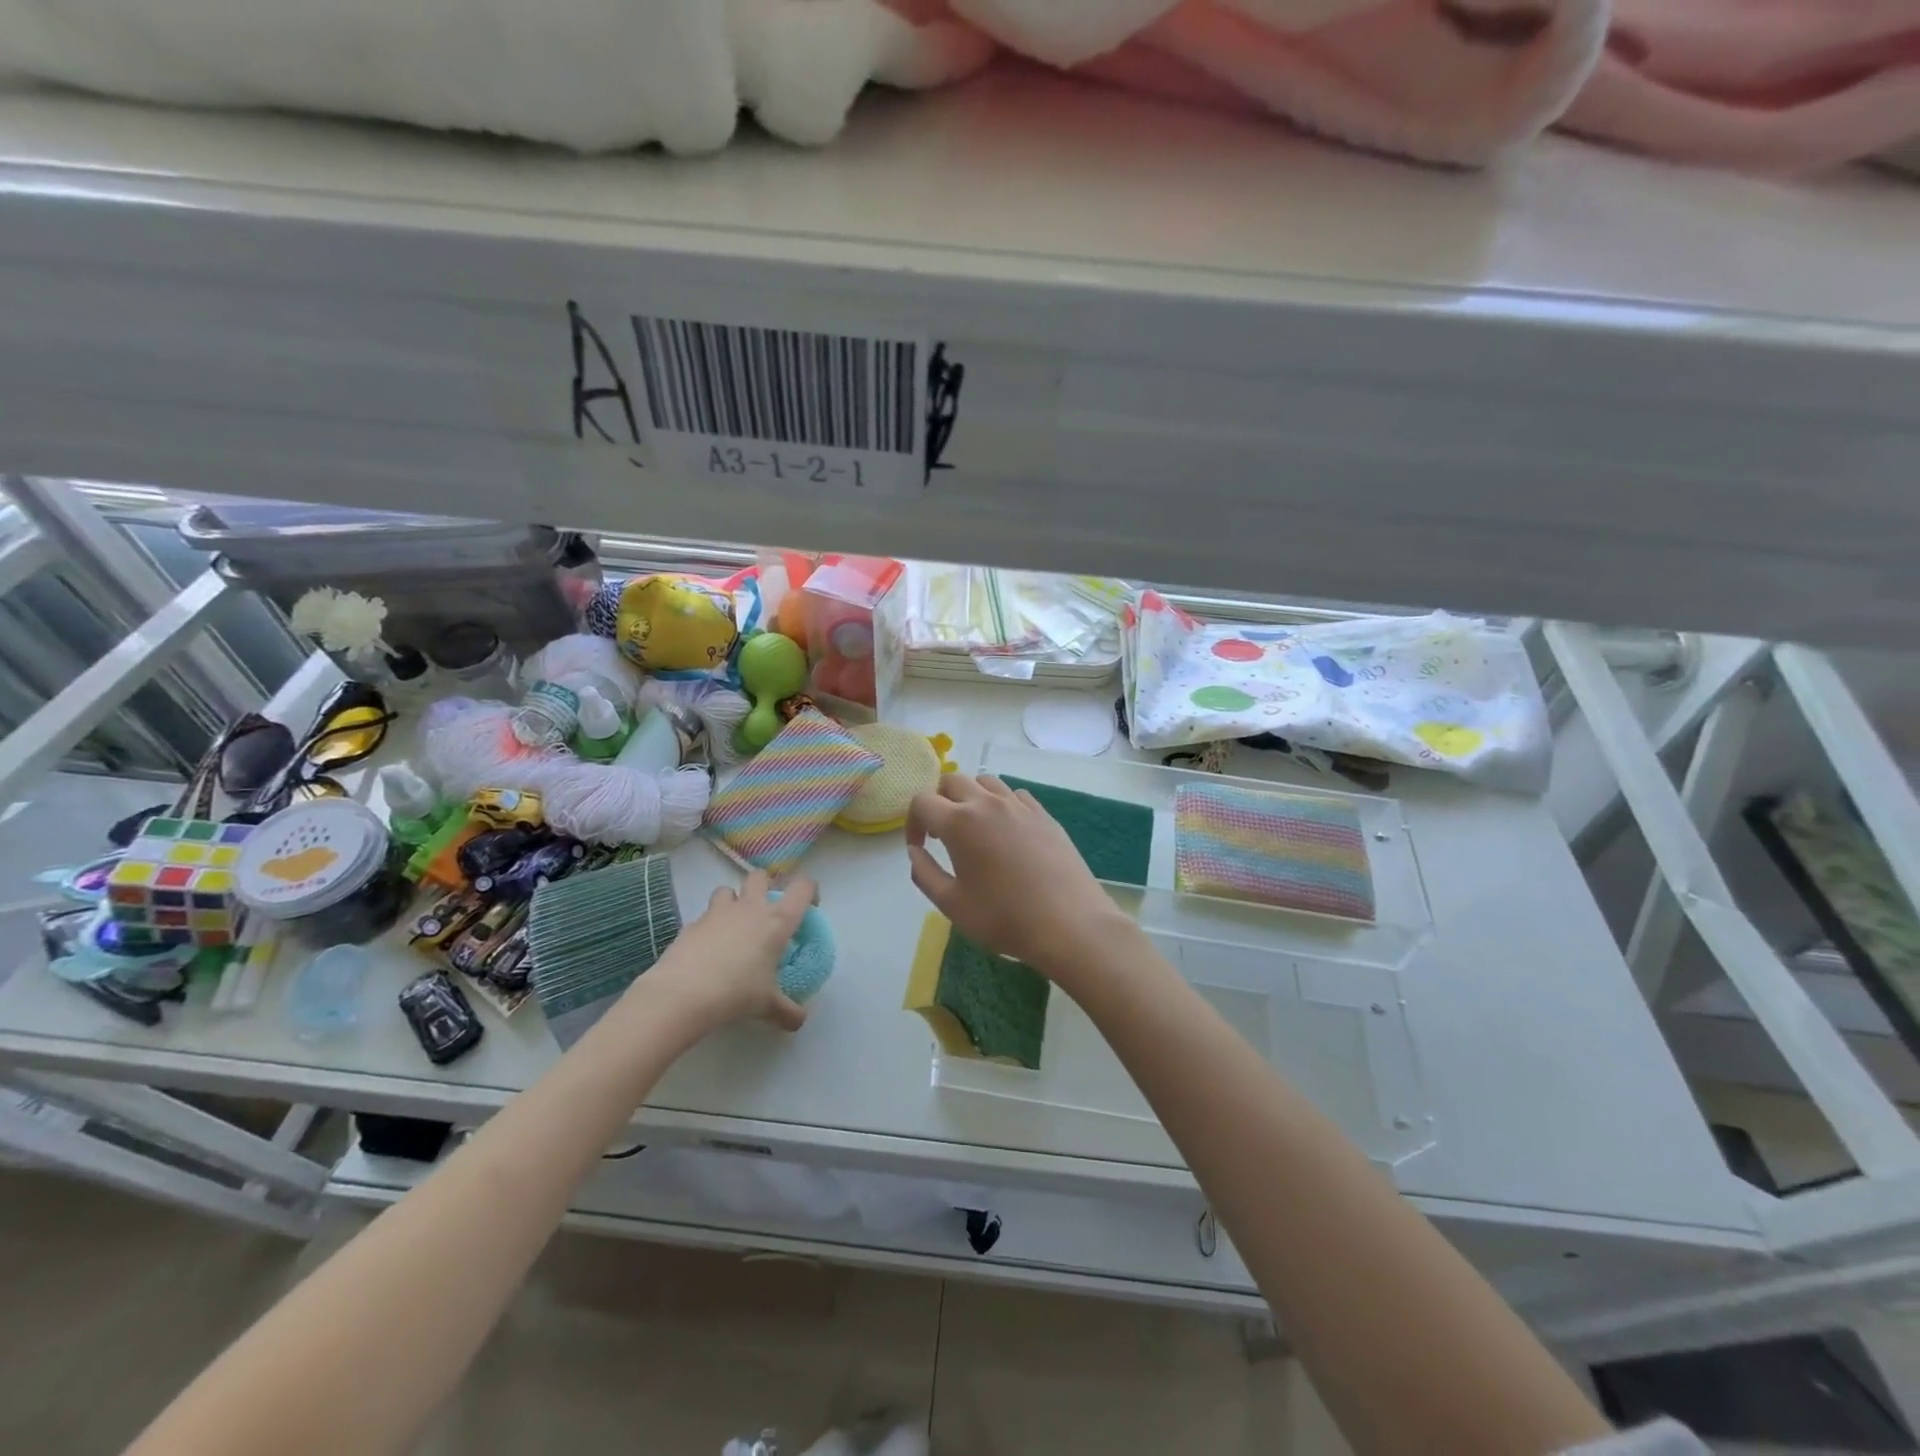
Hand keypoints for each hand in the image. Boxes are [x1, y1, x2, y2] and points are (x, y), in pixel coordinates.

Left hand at [641, 871, 814, 1034]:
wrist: (683, 994)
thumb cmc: (737, 993)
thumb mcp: (767, 1006)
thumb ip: (787, 1011)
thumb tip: (799, 1021)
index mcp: (777, 921)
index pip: (803, 888)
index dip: (809, 891)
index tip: (808, 907)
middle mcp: (750, 908)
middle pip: (760, 876)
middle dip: (764, 887)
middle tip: (765, 912)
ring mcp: (718, 912)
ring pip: (728, 890)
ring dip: (733, 902)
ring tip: (732, 927)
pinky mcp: (691, 924)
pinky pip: (704, 917)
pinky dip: (708, 927)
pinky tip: (706, 951)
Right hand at [906, 774, 1132, 977]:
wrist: (1069, 923)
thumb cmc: (1004, 918)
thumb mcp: (951, 904)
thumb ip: (924, 873)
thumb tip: (915, 851)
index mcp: (960, 822)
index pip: (922, 801)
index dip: (912, 822)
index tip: (919, 846)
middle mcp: (988, 803)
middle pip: (952, 781)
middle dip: (939, 801)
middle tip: (941, 834)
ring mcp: (1020, 805)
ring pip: (986, 781)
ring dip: (970, 797)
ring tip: (973, 828)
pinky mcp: (1044, 814)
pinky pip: (1015, 795)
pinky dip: (1001, 804)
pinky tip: (1006, 832)